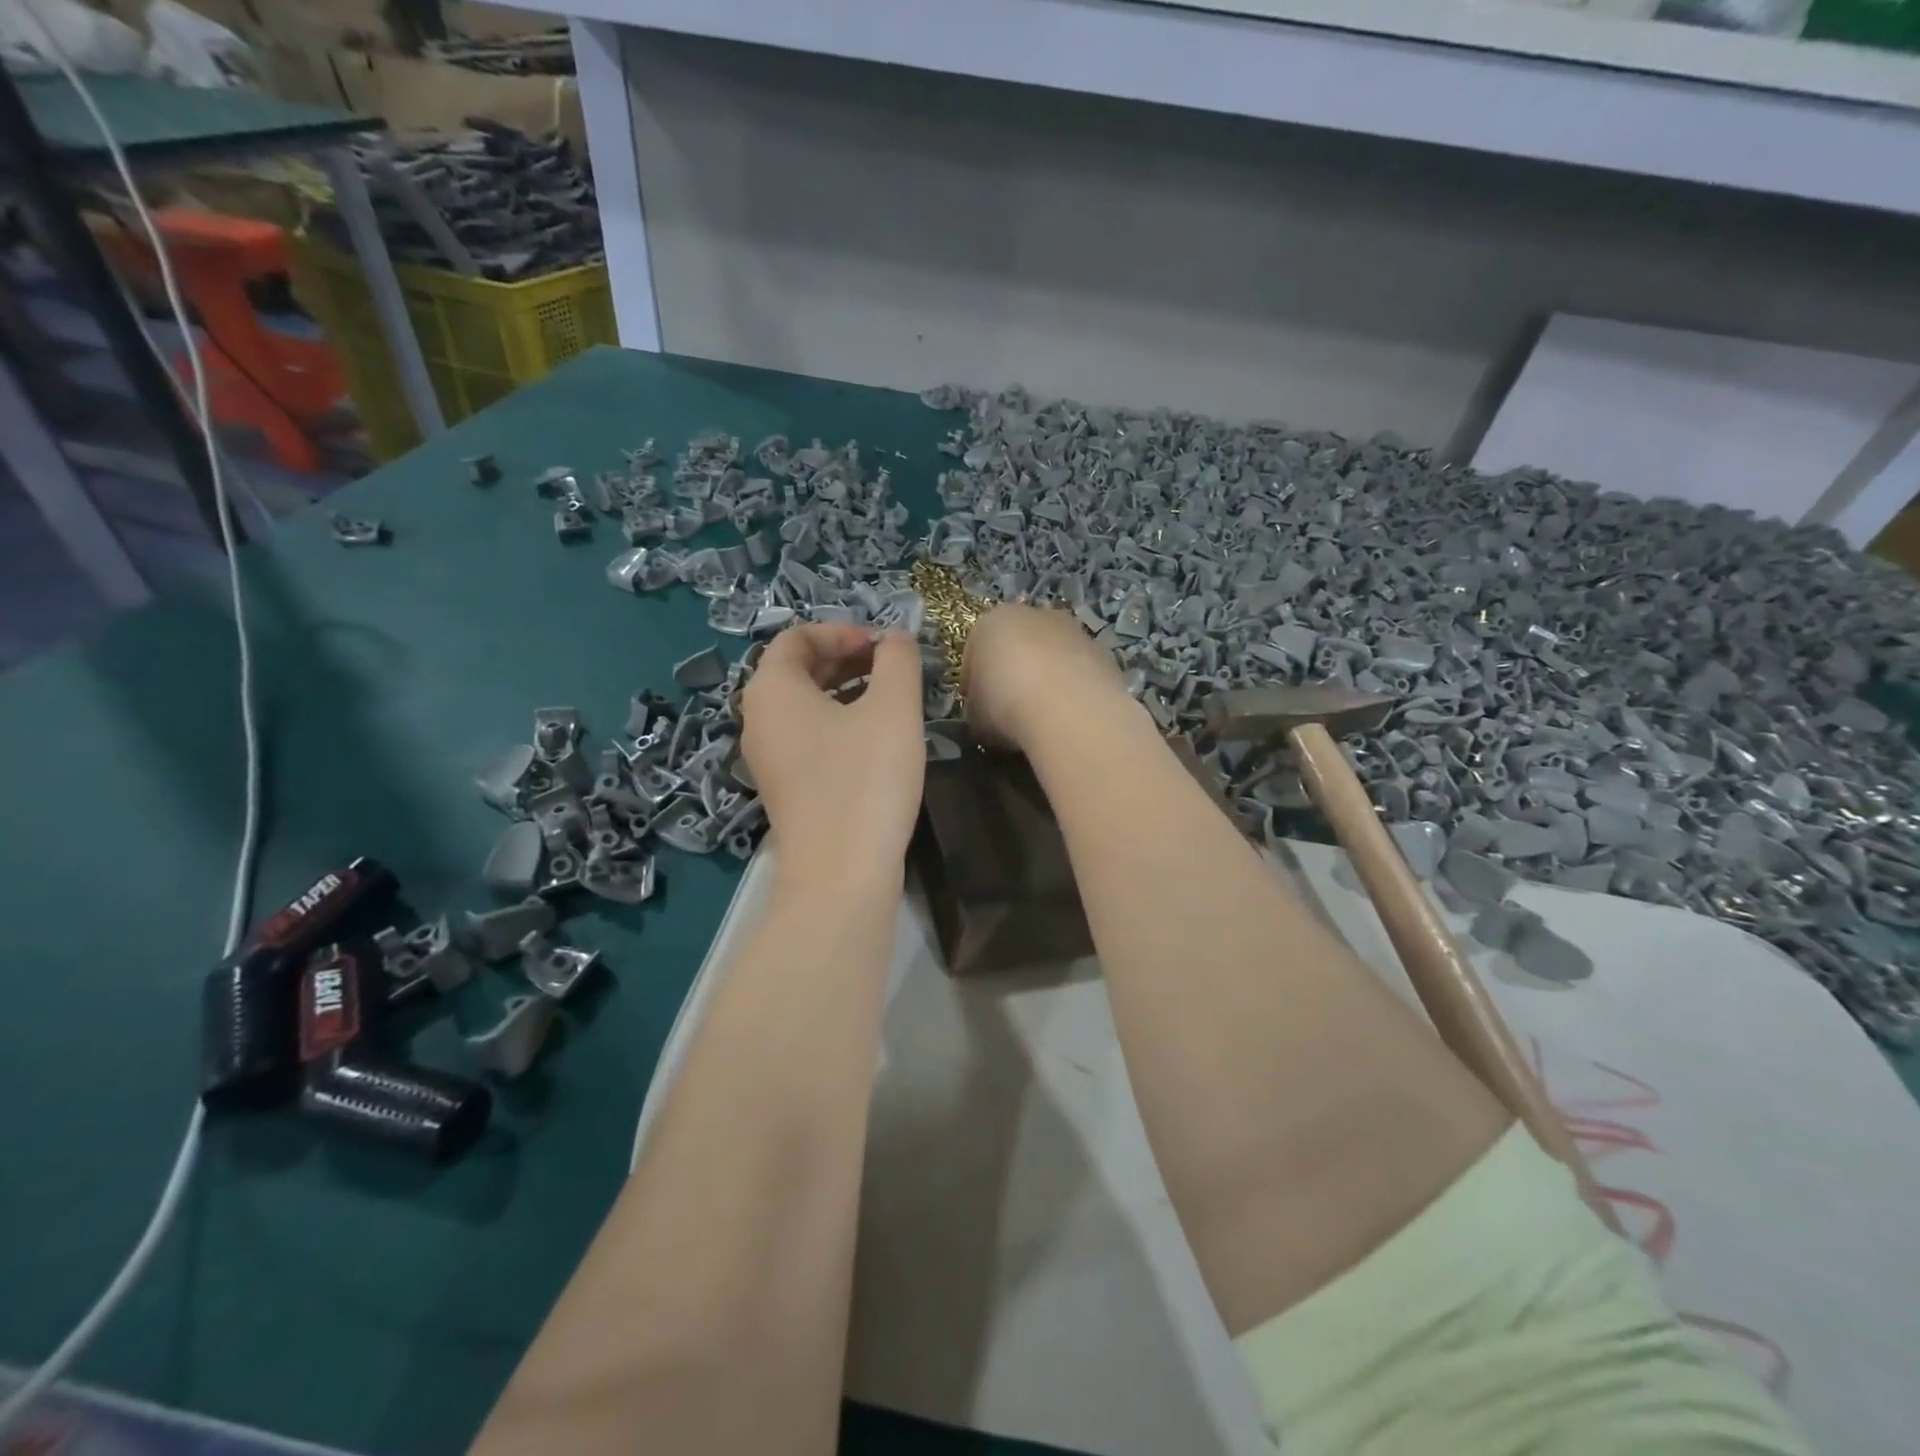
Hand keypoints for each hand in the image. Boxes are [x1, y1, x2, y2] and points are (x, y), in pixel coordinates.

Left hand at [741, 624, 925, 892]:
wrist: (841, 874)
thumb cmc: (865, 779)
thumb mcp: (893, 708)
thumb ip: (897, 660)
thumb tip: (895, 638)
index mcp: (772, 689)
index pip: (796, 637)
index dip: (841, 631)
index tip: (883, 646)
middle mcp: (757, 719)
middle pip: (796, 670)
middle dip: (844, 659)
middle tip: (889, 667)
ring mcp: (767, 759)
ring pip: (803, 706)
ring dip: (844, 691)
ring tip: (888, 699)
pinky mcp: (784, 789)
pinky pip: (806, 738)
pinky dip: (836, 724)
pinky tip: (874, 740)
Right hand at [961, 604, 1130, 751]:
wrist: (1068, 710)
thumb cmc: (1006, 705)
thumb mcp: (976, 716)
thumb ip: (979, 708)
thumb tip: (987, 717)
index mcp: (992, 622)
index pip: (975, 651)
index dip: (974, 682)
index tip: (977, 708)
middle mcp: (1035, 615)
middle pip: (1019, 644)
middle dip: (1015, 671)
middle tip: (1011, 708)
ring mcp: (1074, 631)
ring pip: (1054, 655)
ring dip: (1049, 678)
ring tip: (1045, 716)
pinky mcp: (1105, 652)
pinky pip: (1081, 672)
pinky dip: (1075, 689)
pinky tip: (1072, 717)